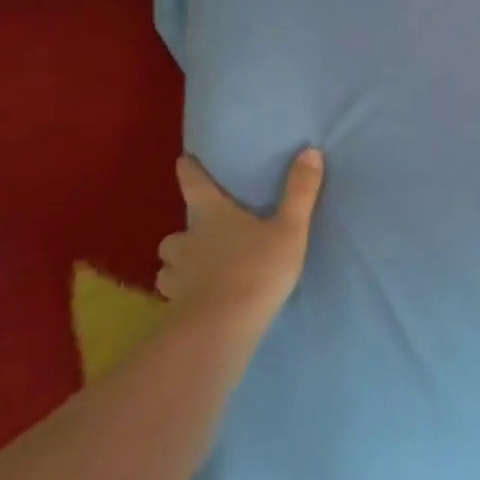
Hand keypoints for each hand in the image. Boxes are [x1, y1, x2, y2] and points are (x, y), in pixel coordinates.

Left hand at [157, 149, 324, 331]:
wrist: (223, 328)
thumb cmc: (257, 269)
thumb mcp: (290, 228)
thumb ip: (300, 192)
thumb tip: (310, 151)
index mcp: (212, 216)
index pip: (194, 185)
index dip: (188, 170)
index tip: (183, 160)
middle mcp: (188, 242)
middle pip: (175, 233)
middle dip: (185, 233)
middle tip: (202, 236)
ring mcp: (178, 277)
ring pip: (169, 266)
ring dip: (179, 265)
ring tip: (197, 270)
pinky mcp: (176, 308)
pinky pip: (174, 296)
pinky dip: (183, 294)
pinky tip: (198, 300)